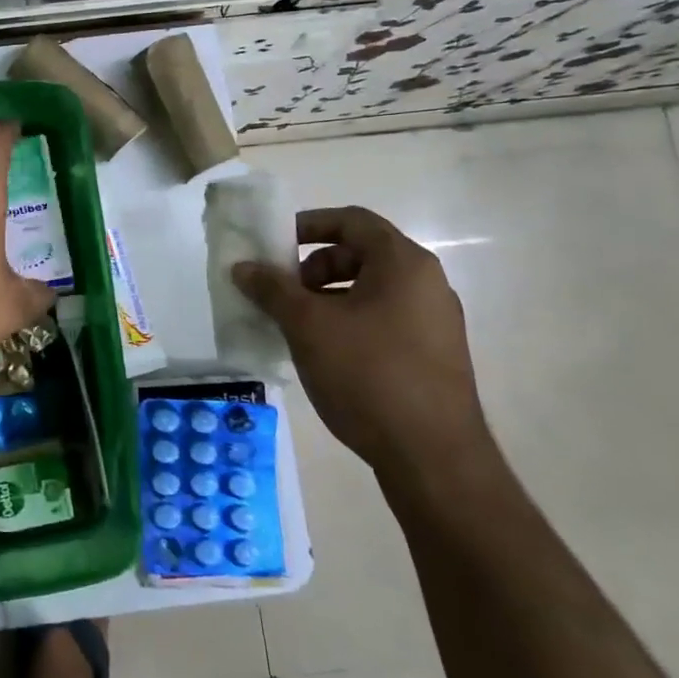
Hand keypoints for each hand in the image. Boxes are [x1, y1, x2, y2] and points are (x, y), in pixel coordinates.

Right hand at [232, 206, 488, 481]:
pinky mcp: (434, 355)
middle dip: (313, 267)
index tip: (275, 245)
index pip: (352, 220)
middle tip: (283, 293)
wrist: (432, 456)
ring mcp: (435, 322)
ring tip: (297, 328)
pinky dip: (349, 322)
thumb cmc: (367, 374)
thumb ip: (272, 289)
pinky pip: (383, 320)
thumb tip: (243, 267)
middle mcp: (427, 284)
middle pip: (361, 254)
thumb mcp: (307, 326)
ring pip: (370, 290)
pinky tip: (325, 355)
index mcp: (403, 264)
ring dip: (327, 298)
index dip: (308, 224)